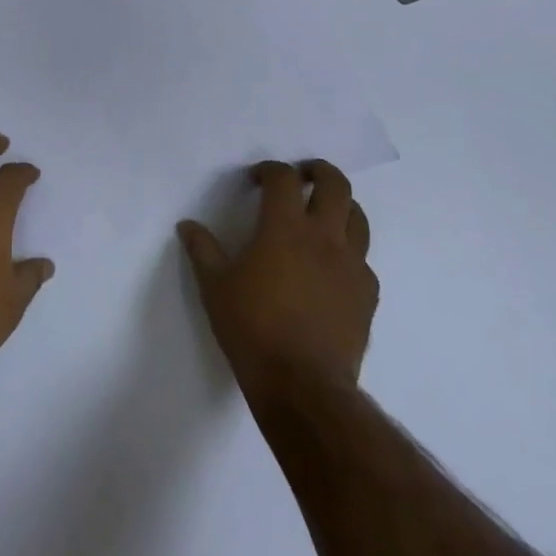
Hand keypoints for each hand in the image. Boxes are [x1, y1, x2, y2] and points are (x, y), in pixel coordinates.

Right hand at [178, 160, 376, 410]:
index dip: (269, 170)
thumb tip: (187, 225)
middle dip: (318, 171)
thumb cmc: (252, 328)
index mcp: (285, 228)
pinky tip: (331, 268)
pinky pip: (363, 259)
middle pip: (335, 185)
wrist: (303, 385)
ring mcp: (352, 266)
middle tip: (302, 176)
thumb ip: (202, 250)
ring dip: (341, 206)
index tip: (256, 178)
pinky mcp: (367, 295)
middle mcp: (324, 237)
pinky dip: (348, 252)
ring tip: (322, 214)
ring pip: (358, 218)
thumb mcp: (215, 287)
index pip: (283, 179)